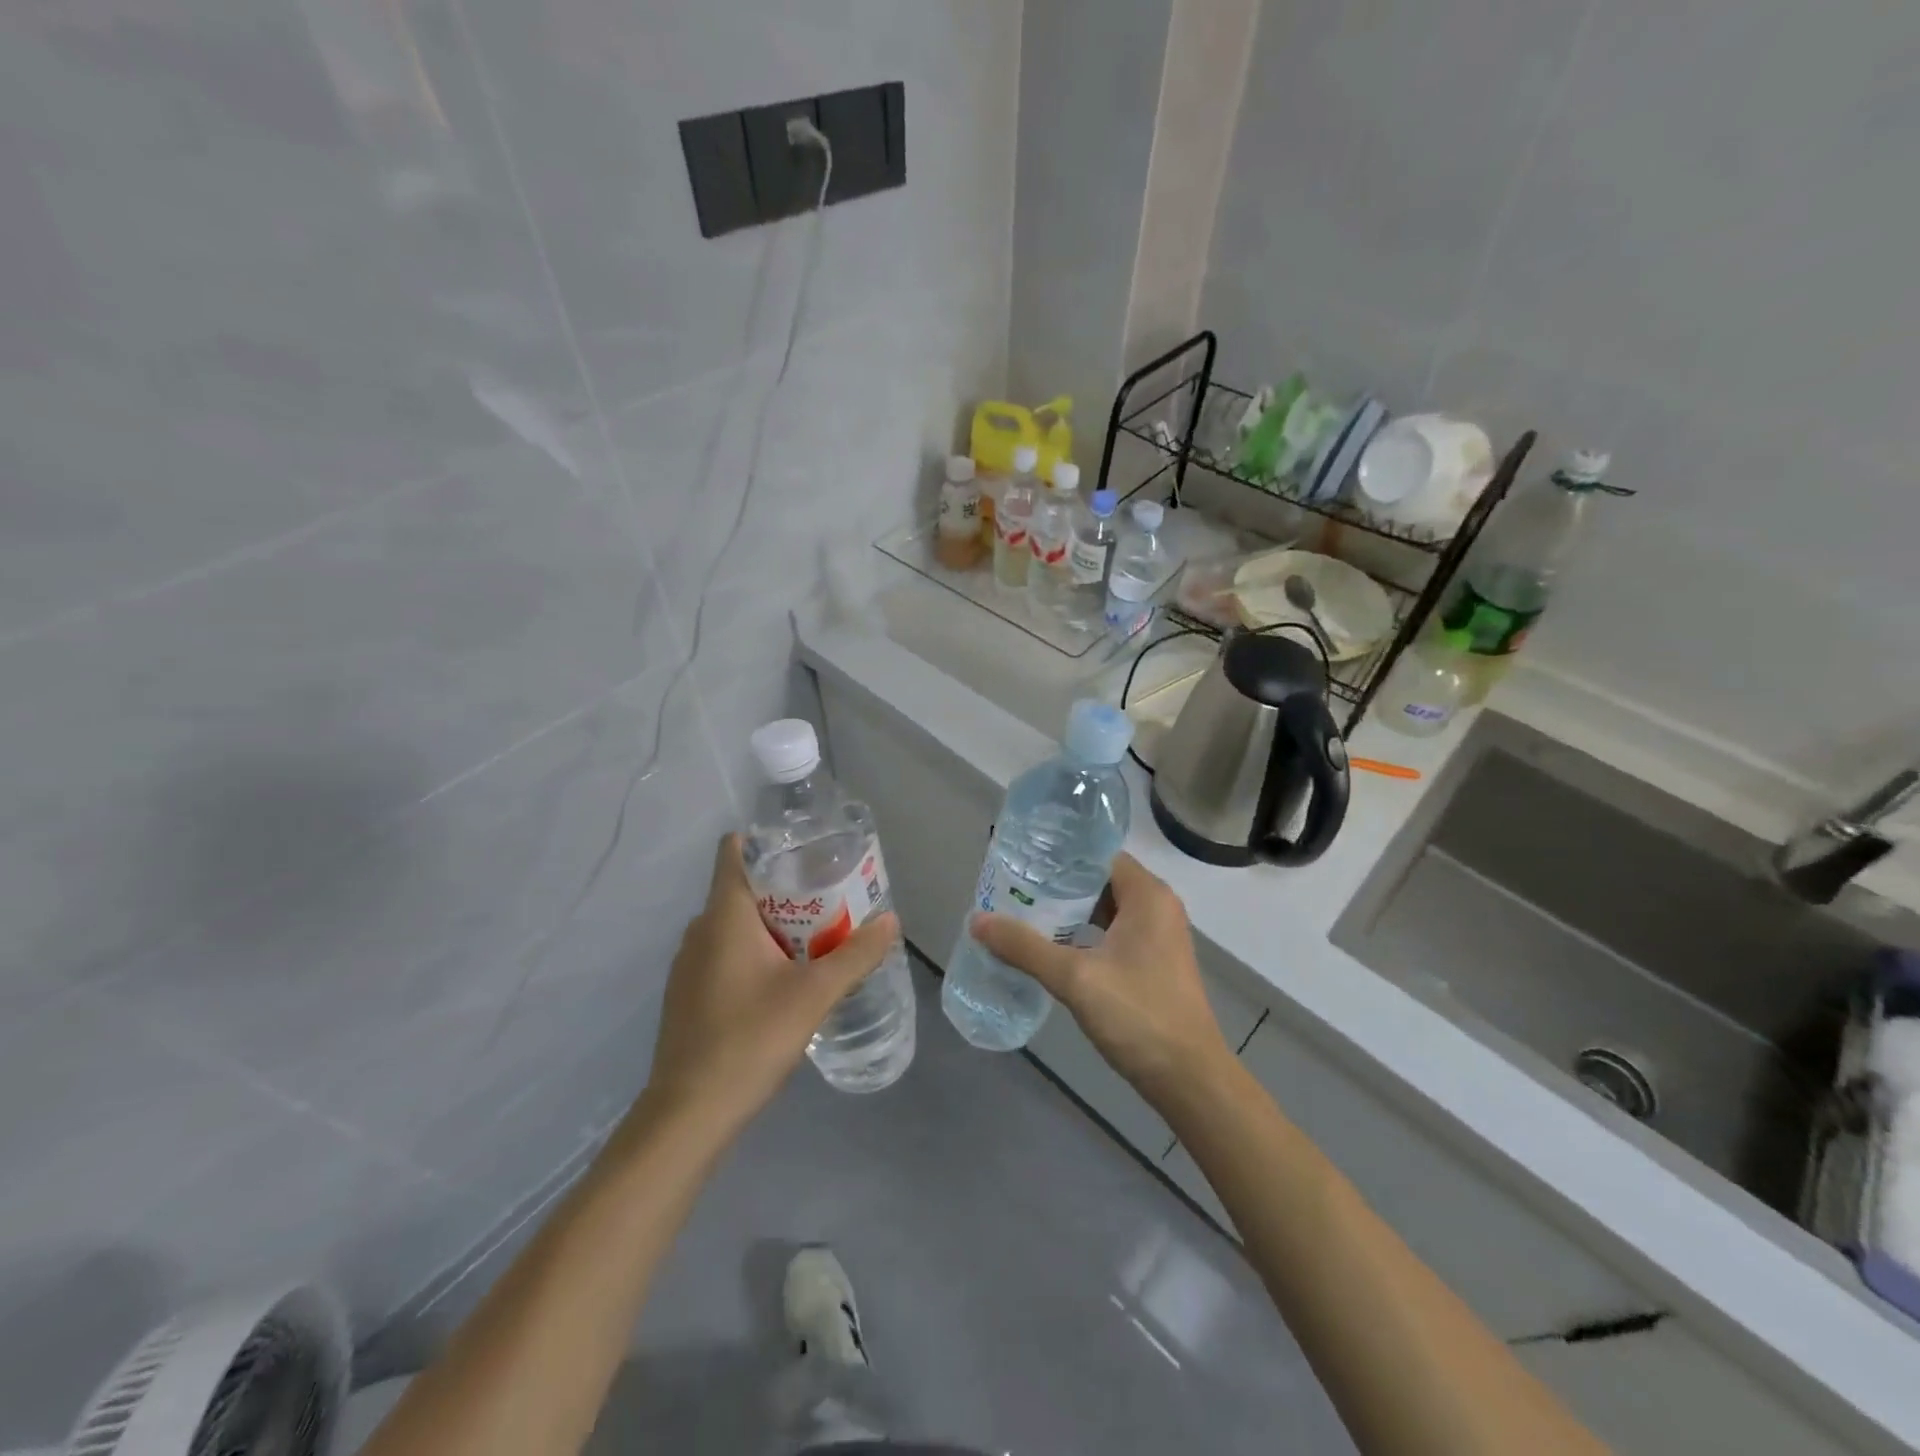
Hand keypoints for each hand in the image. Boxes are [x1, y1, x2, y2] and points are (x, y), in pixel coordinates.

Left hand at [646, 834, 899, 1139]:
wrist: (689, 1115)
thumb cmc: (749, 1039)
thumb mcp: (814, 995)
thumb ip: (856, 955)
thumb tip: (891, 920)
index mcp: (723, 915)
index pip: (734, 850)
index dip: (768, 841)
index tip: (808, 851)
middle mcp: (700, 930)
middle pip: (744, 888)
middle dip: (788, 888)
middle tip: (833, 899)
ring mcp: (689, 964)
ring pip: (736, 925)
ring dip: (775, 925)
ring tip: (818, 939)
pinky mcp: (689, 994)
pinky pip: (726, 954)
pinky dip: (756, 953)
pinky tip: (785, 982)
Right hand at [970, 853, 1232, 1103]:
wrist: (1189, 1079)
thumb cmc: (1138, 1015)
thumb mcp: (1075, 978)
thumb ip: (1025, 947)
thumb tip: (977, 920)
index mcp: (1148, 895)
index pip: (1098, 855)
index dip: (1061, 856)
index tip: (1023, 860)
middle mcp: (1158, 907)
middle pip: (1100, 880)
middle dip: (1058, 885)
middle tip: (1014, 887)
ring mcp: (1159, 937)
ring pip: (1106, 909)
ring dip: (1069, 911)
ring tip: (1024, 912)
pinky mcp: (1154, 963)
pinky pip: (1113, 933)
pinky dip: (1084, 934)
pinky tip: (1052, 946)